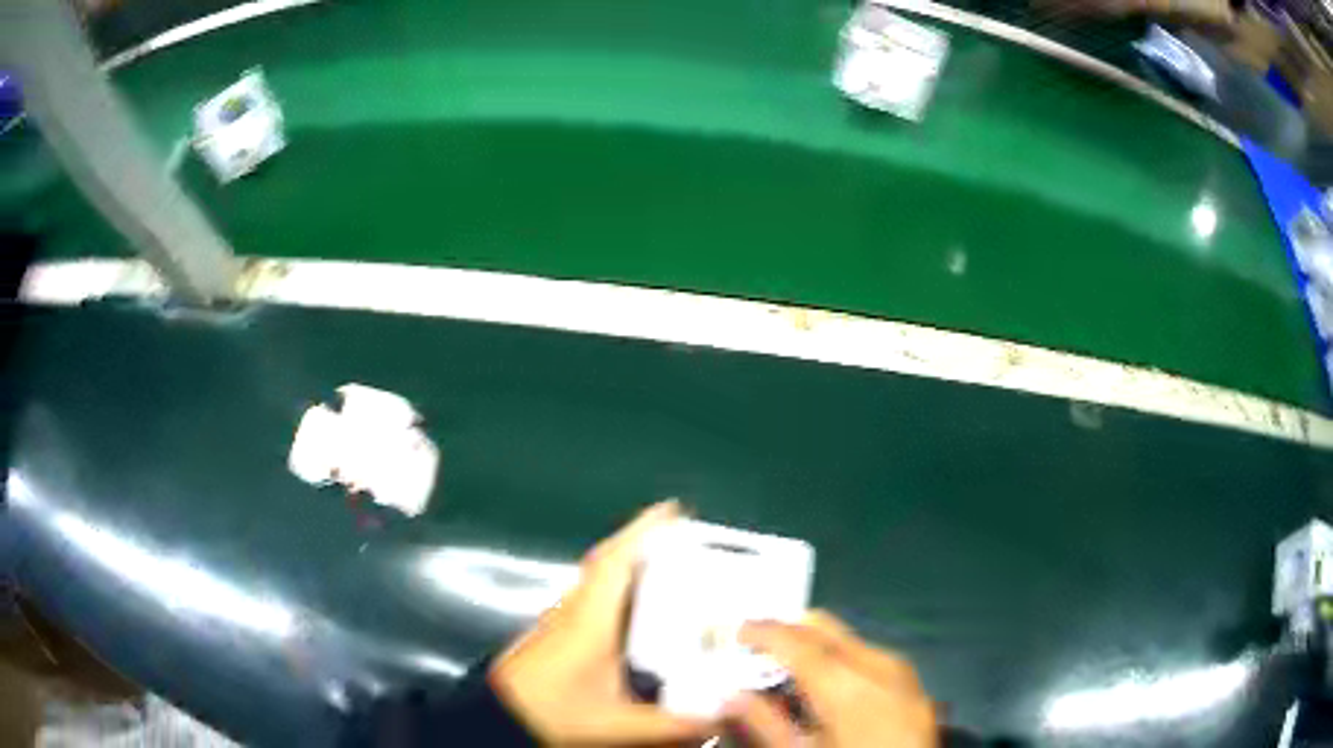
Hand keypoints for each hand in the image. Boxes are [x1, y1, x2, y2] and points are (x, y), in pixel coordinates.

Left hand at [488, 501, 714, 745]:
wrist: (500, 715)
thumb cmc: (551, 711)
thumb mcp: (615, 724)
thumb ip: (669, 723)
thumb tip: (721, 715)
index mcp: (590, 622)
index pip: (614, 564)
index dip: (642, 531)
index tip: (673, 508)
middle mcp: (576, 609)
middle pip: (609, 562)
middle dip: (644, 540)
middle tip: (685, 532)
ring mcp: (564, 617)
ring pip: (599, 575)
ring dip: (630, 558)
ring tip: (671, 557)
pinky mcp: (560, 628)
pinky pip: (595, 592)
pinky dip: (618, 581)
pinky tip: (638, 600)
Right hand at [729, 612, 936, 747]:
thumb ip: (765, 723)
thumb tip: (733, 697)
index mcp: (845, 683)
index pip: (795, 640)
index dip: (763, 631)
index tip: (738, 631)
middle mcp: (876, 663)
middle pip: (824, 627)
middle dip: (788, 632)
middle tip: (758, 649)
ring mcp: (899, 669)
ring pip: (847, 639)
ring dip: (814, 647)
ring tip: (789, 675)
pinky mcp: (911, 681)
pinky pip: (869, 656)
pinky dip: (840, 661)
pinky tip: (827, 690)